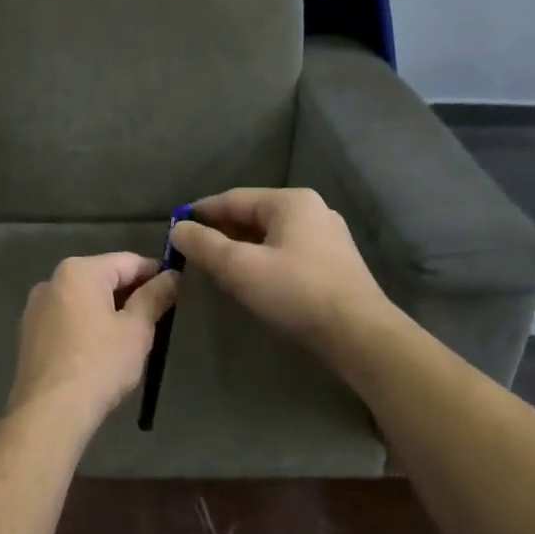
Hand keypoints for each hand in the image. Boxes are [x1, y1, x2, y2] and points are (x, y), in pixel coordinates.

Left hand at [7, 252, 179, 427]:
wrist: (50, 412)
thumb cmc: (100, 364)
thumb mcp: (137, 330)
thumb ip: (155, 297)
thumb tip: (172, 276)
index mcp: (79, 271)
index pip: (128, 261)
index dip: (156, 273)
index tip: (176, 290)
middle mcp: (52, 281)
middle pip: (103, 278)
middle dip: (131, 293)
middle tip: (157, 318)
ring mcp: (35, 308)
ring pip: (83, 299)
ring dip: (108, 310)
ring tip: (130, 337)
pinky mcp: (29, 334)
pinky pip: (66, 319)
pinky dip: (86, 326)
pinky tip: (100, 350)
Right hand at [169, 188, 391, 364]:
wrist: (359, 334)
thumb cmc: (296, 293)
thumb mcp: (240, 268)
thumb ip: (204, 245)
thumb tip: (178, 229)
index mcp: (290, 202)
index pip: (233, 199)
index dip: (201, 212)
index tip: (175, 228)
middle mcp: (312, 210)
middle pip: (253, 215)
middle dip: (220, 231)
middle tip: (192, 251)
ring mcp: (327, 236)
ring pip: (270, 235)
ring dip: (240, 247)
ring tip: (215, 266)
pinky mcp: (333, 262)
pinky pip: (286, 251)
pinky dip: (262, 259)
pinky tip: (251, 278)